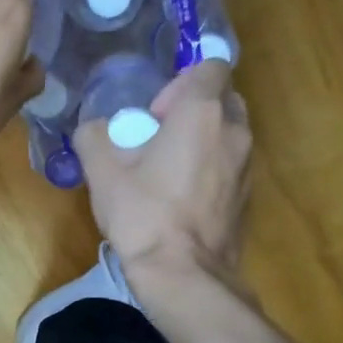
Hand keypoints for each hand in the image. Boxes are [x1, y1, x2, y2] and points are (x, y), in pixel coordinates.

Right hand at [75, 59, 250, 284]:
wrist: (184, 275)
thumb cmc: (144, 215)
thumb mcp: (102, 172)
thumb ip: (94, 136)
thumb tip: (94, 129)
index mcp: (202, 113)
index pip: (210, 66)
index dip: (181, 81)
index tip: (155, 111)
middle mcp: (234, 132)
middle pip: (223, 98)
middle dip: (194, 107)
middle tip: (159, 135)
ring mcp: (248, 166)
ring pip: (229, 133)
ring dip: (203, 138)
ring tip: (168, 168)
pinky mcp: (248, 196)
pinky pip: (231, 165)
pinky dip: (211, 168)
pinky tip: (182, 197)